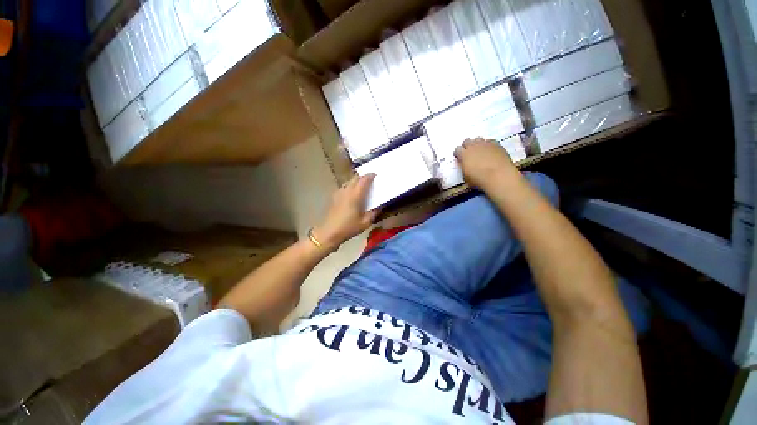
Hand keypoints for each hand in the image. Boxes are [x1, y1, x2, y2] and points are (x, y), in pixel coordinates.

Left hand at [312, 174, 378, 250]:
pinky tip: (351, 194)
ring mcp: (338, 193)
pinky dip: (349, 186)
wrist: (328, 232)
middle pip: (355, 178)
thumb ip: (373, 213)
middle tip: (369, 180)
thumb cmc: (348, 228)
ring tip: (361, 186)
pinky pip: (343, 187)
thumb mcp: (365, 223)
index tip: (375, 174)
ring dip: (355, 181)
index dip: (369, 176)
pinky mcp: (333, 197)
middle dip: (363, 177)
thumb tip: (380, 206)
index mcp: (355, 195)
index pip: (363, 180)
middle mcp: (346, 191)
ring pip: (348, 182)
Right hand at [454, 138, 518, 191]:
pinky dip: (488, 145)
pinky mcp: (496, 144)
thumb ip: (464, 168)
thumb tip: (465, 166)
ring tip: (479, 151)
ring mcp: (485, 144)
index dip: (458, 154)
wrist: (499, 176)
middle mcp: (473, 146)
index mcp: (464, 155)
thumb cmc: (479, 179)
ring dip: (477, 144)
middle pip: (467, 141)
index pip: (457, 150)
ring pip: (478, 139)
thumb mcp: (466, 177)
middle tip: (469, 154)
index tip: (460, 158)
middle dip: (466, 146)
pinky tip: (490, 151)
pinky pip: (489, 141)